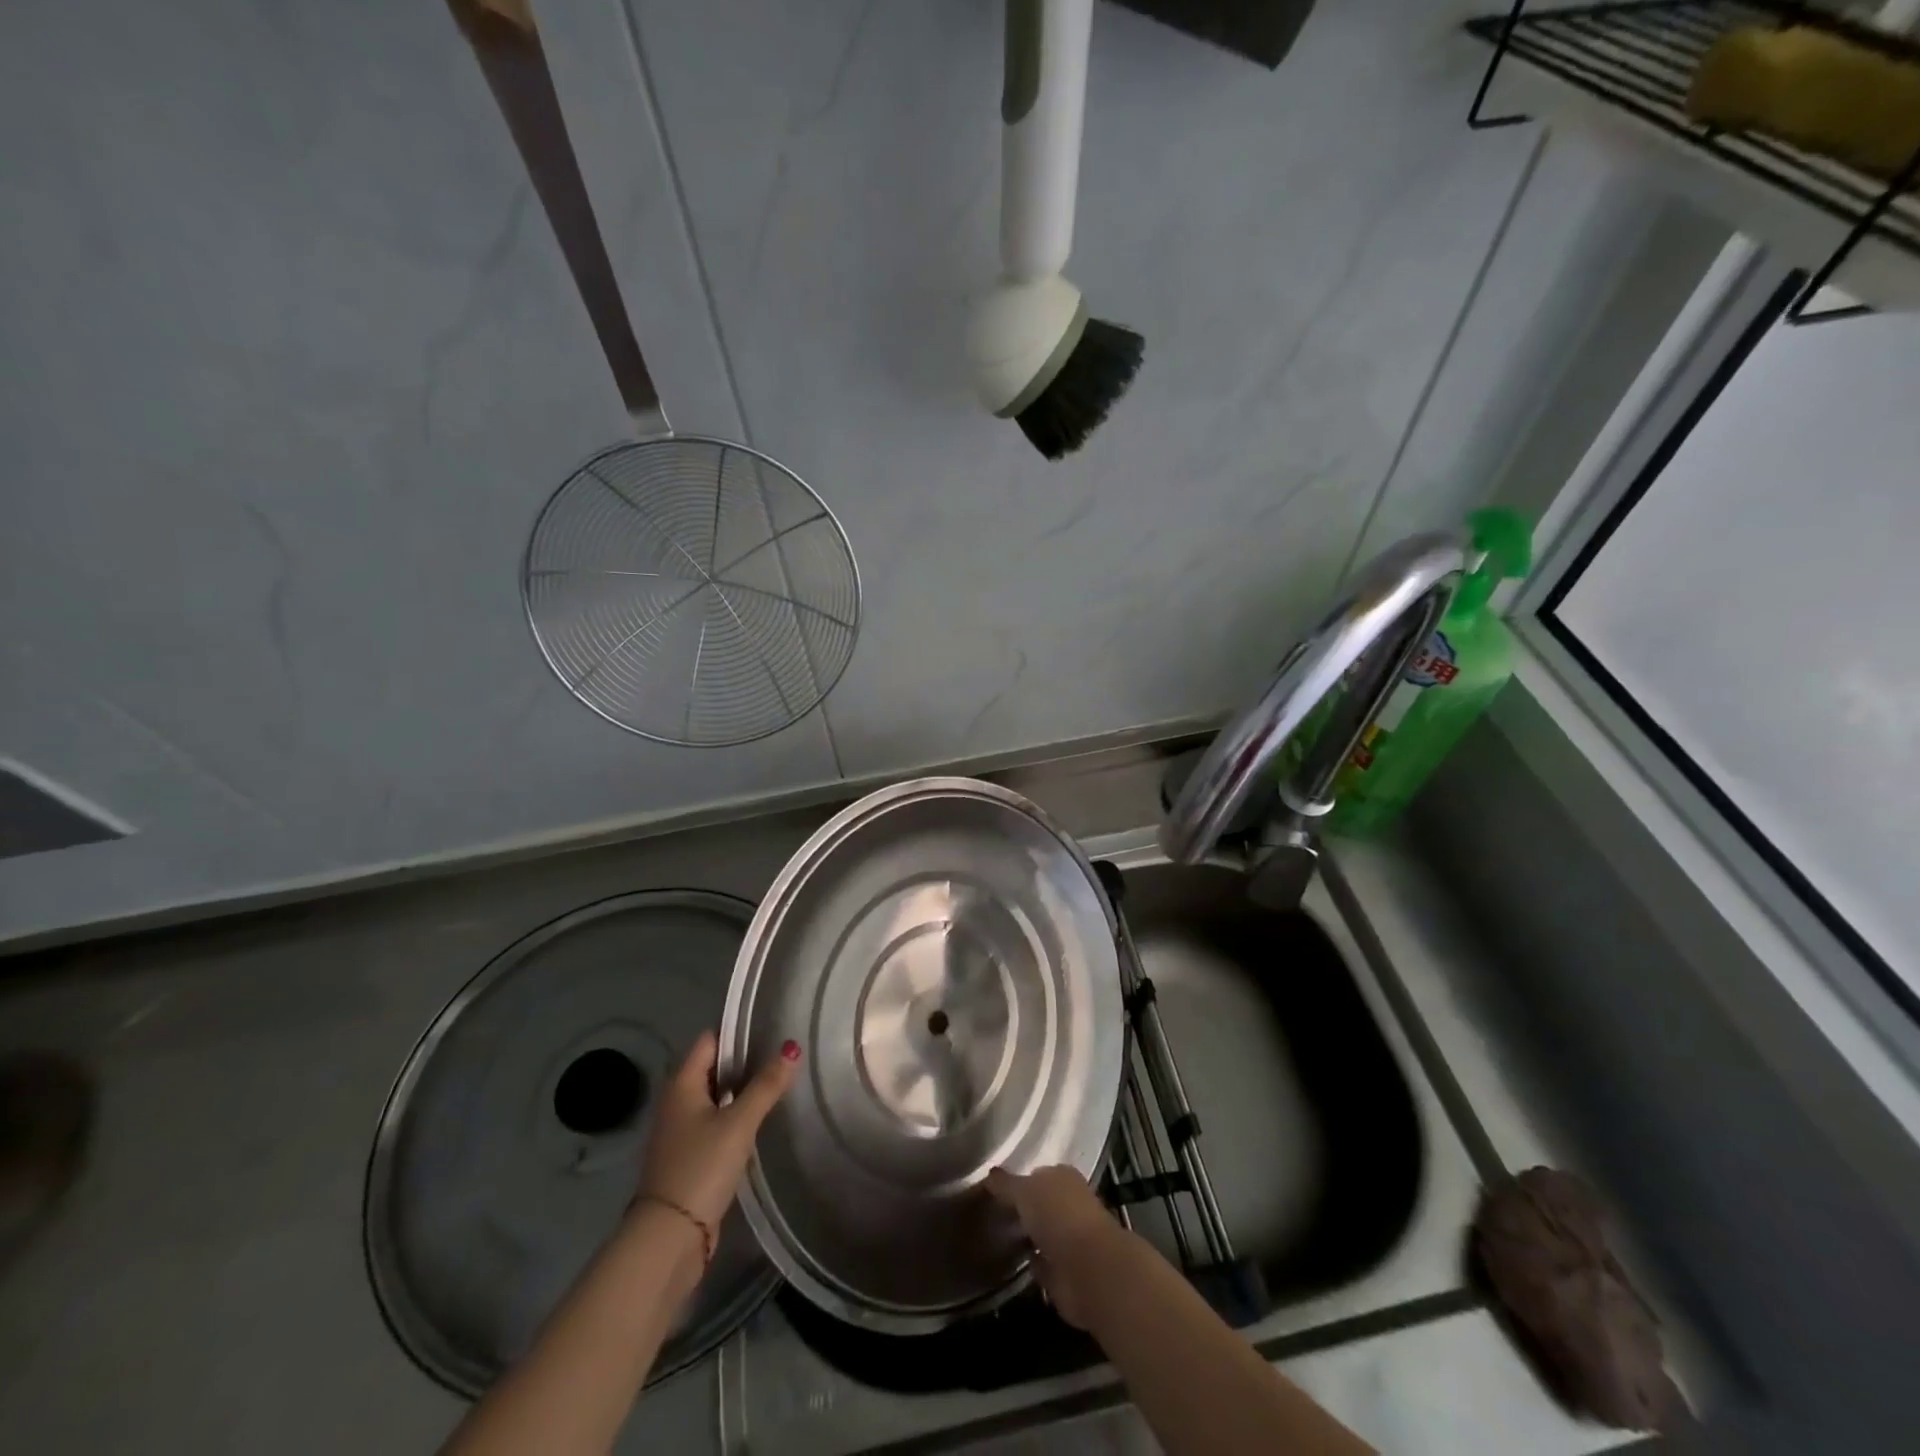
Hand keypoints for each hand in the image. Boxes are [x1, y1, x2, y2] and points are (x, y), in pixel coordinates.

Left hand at [637, 1031, 799, 1236]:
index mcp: (682, 1084)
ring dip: (740, 1091)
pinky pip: (713, 1122)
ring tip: (777, 1084)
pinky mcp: (688, 1156)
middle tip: (781, 1056)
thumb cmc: (701, 1167)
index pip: (710, 1041)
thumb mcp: (739, 1123)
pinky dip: (733, 1116)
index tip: (770, 1029)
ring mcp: (679, 1131)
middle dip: (744, 1062)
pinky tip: (757, 1121)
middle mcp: (676, 1101)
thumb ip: (766, 1086)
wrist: (668, 1237)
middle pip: (712, 1068)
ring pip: (715, 1097)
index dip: (737, 1033)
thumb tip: (792, 1048)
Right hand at [986, 1165, 1128, 1329]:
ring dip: (1028, 1236)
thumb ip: (1005, 1184)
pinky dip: (1032, 1263)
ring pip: (1042, 1232)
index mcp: (1063, 1176)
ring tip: (998, 1236)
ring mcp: (1070, 1239)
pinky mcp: (1066, 1272)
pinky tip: (1014, 1262)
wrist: (1087, 1269)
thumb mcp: (1024, 1190)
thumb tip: (989, 1175)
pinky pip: (1043, 1262)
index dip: (1018, 1180)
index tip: (995, 1189)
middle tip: (993, 1213)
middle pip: (1041, 1203)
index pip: (1037, 1174)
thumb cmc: (1057, 1215)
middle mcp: (1070, 1204)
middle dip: (1023, 1208)